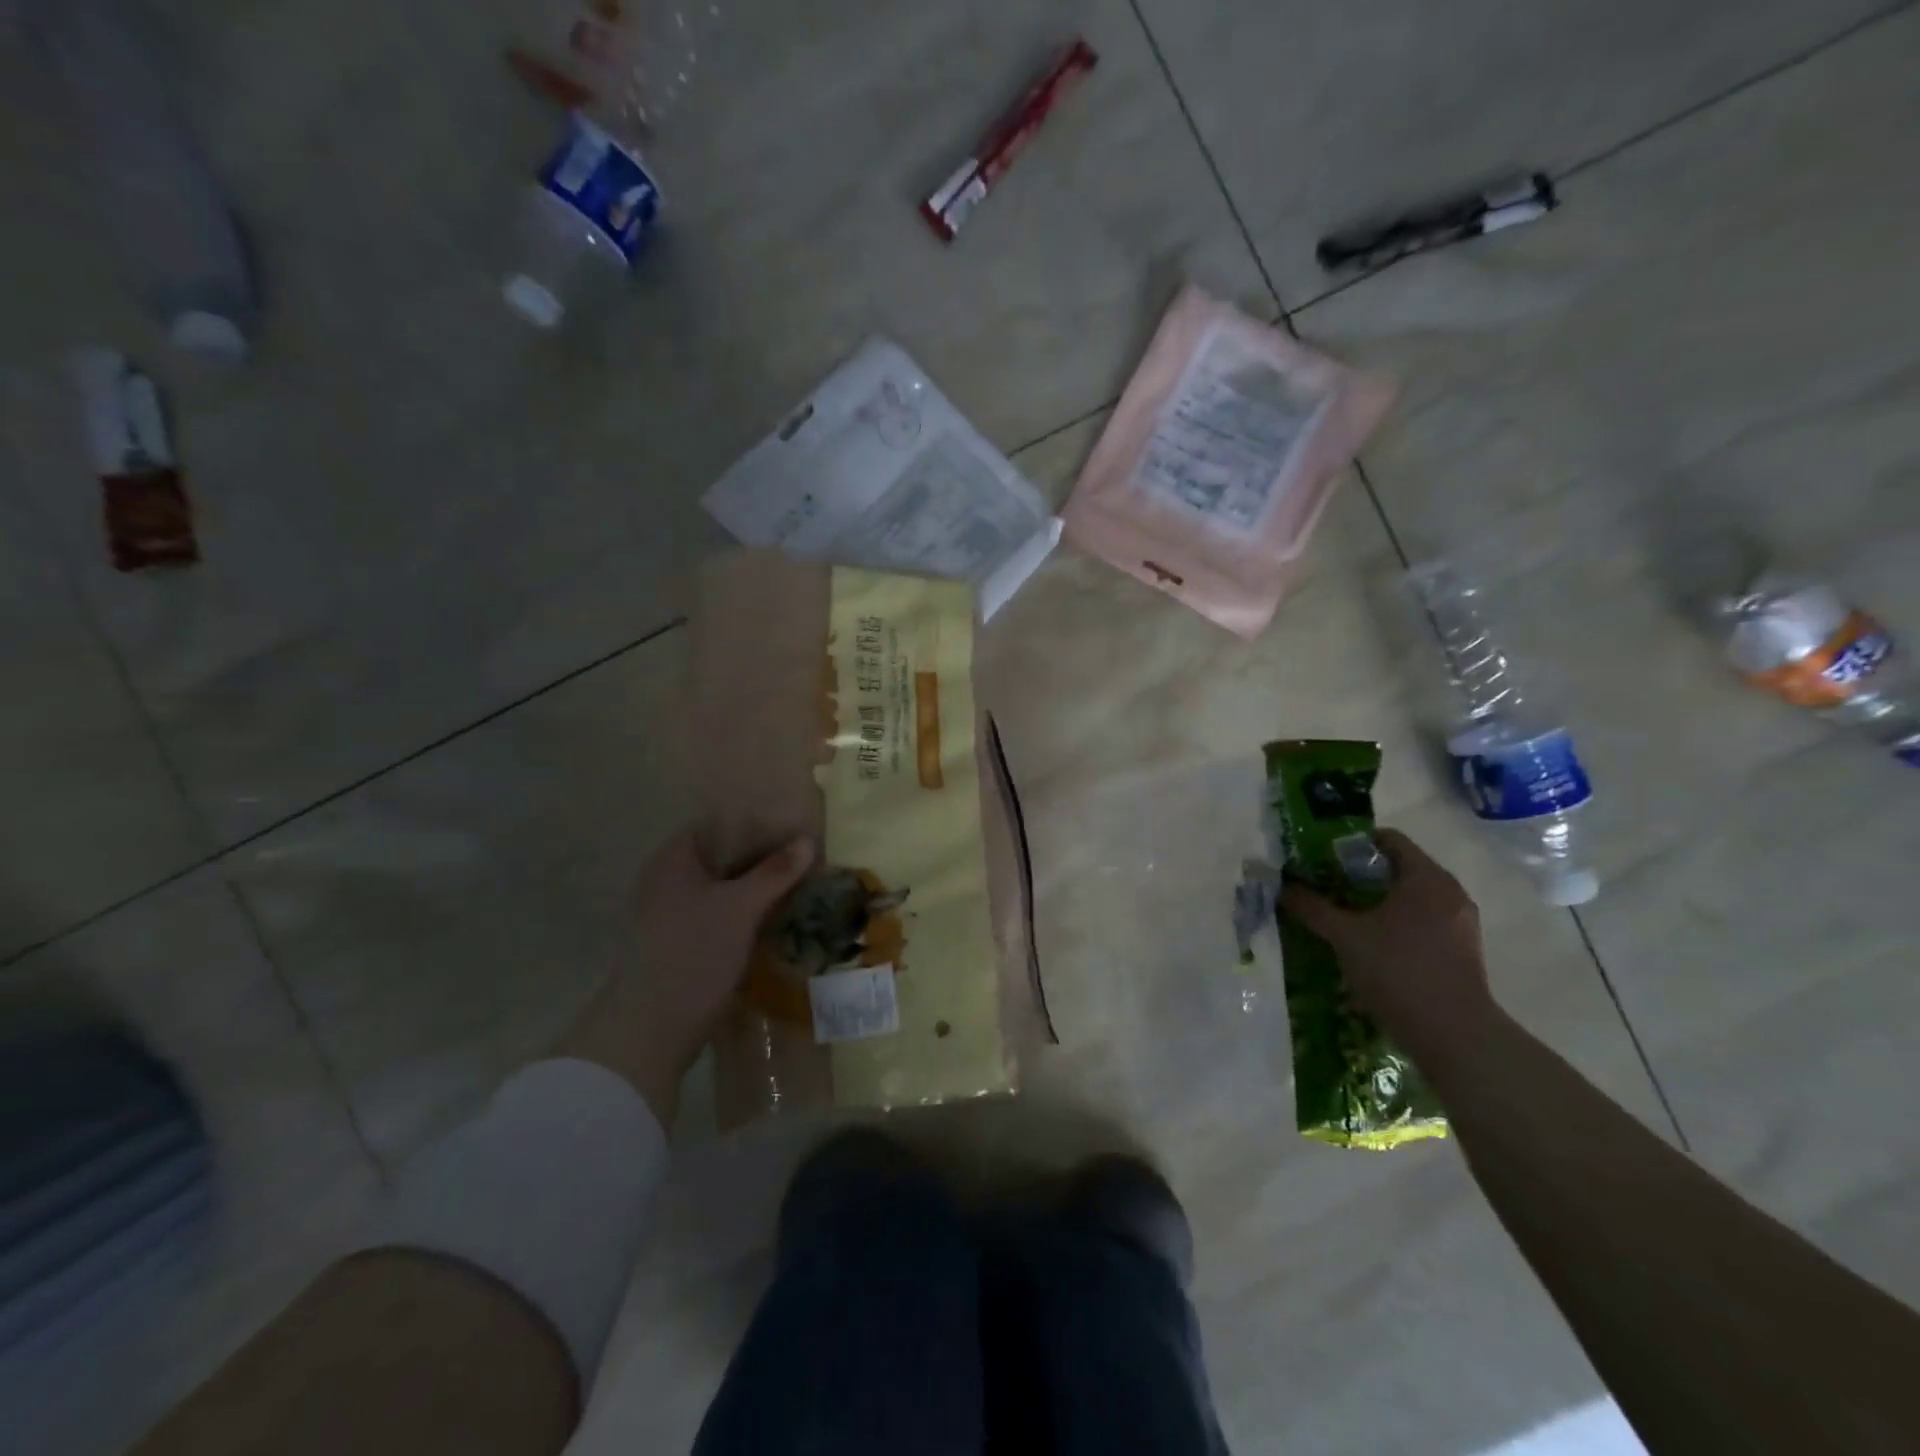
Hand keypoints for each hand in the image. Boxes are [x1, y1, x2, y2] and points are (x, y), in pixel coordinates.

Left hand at [561, 828, 813, 1123]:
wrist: (651, 1029)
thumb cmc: (693, 953)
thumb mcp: (740, 908)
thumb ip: (774, 873)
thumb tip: (808, 841)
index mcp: (673, 859)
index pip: (718, 823)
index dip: (756, 822)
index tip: (793, 826)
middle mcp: (669, 880)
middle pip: (723, 856)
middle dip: (764, 856)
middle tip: (806, 855)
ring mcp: (675, 913)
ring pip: (725, 887)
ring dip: (758, 886)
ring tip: (801, 882)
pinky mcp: (684, 943)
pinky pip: (722, 913)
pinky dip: (748, 910)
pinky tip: (779, 915)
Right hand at [1280, 829, 1496, 1068]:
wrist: (1454, 1036)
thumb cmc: (1398, 970)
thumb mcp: (1344, 935)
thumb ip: (1312, 907)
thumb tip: (1283, 886)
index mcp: (1426, 877)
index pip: (1389, 839)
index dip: (1352, 843)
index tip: (1323, 858)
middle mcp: (1450, 893)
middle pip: (1399, 869)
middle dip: (1360, 876)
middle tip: (1325, 888)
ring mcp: (1461, 924)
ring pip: (1411, 899)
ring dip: (1377, 904)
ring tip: (1344, 919)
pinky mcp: (1463, 953)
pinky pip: (1424, 924)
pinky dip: (1396, 927)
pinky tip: (1371, 948)